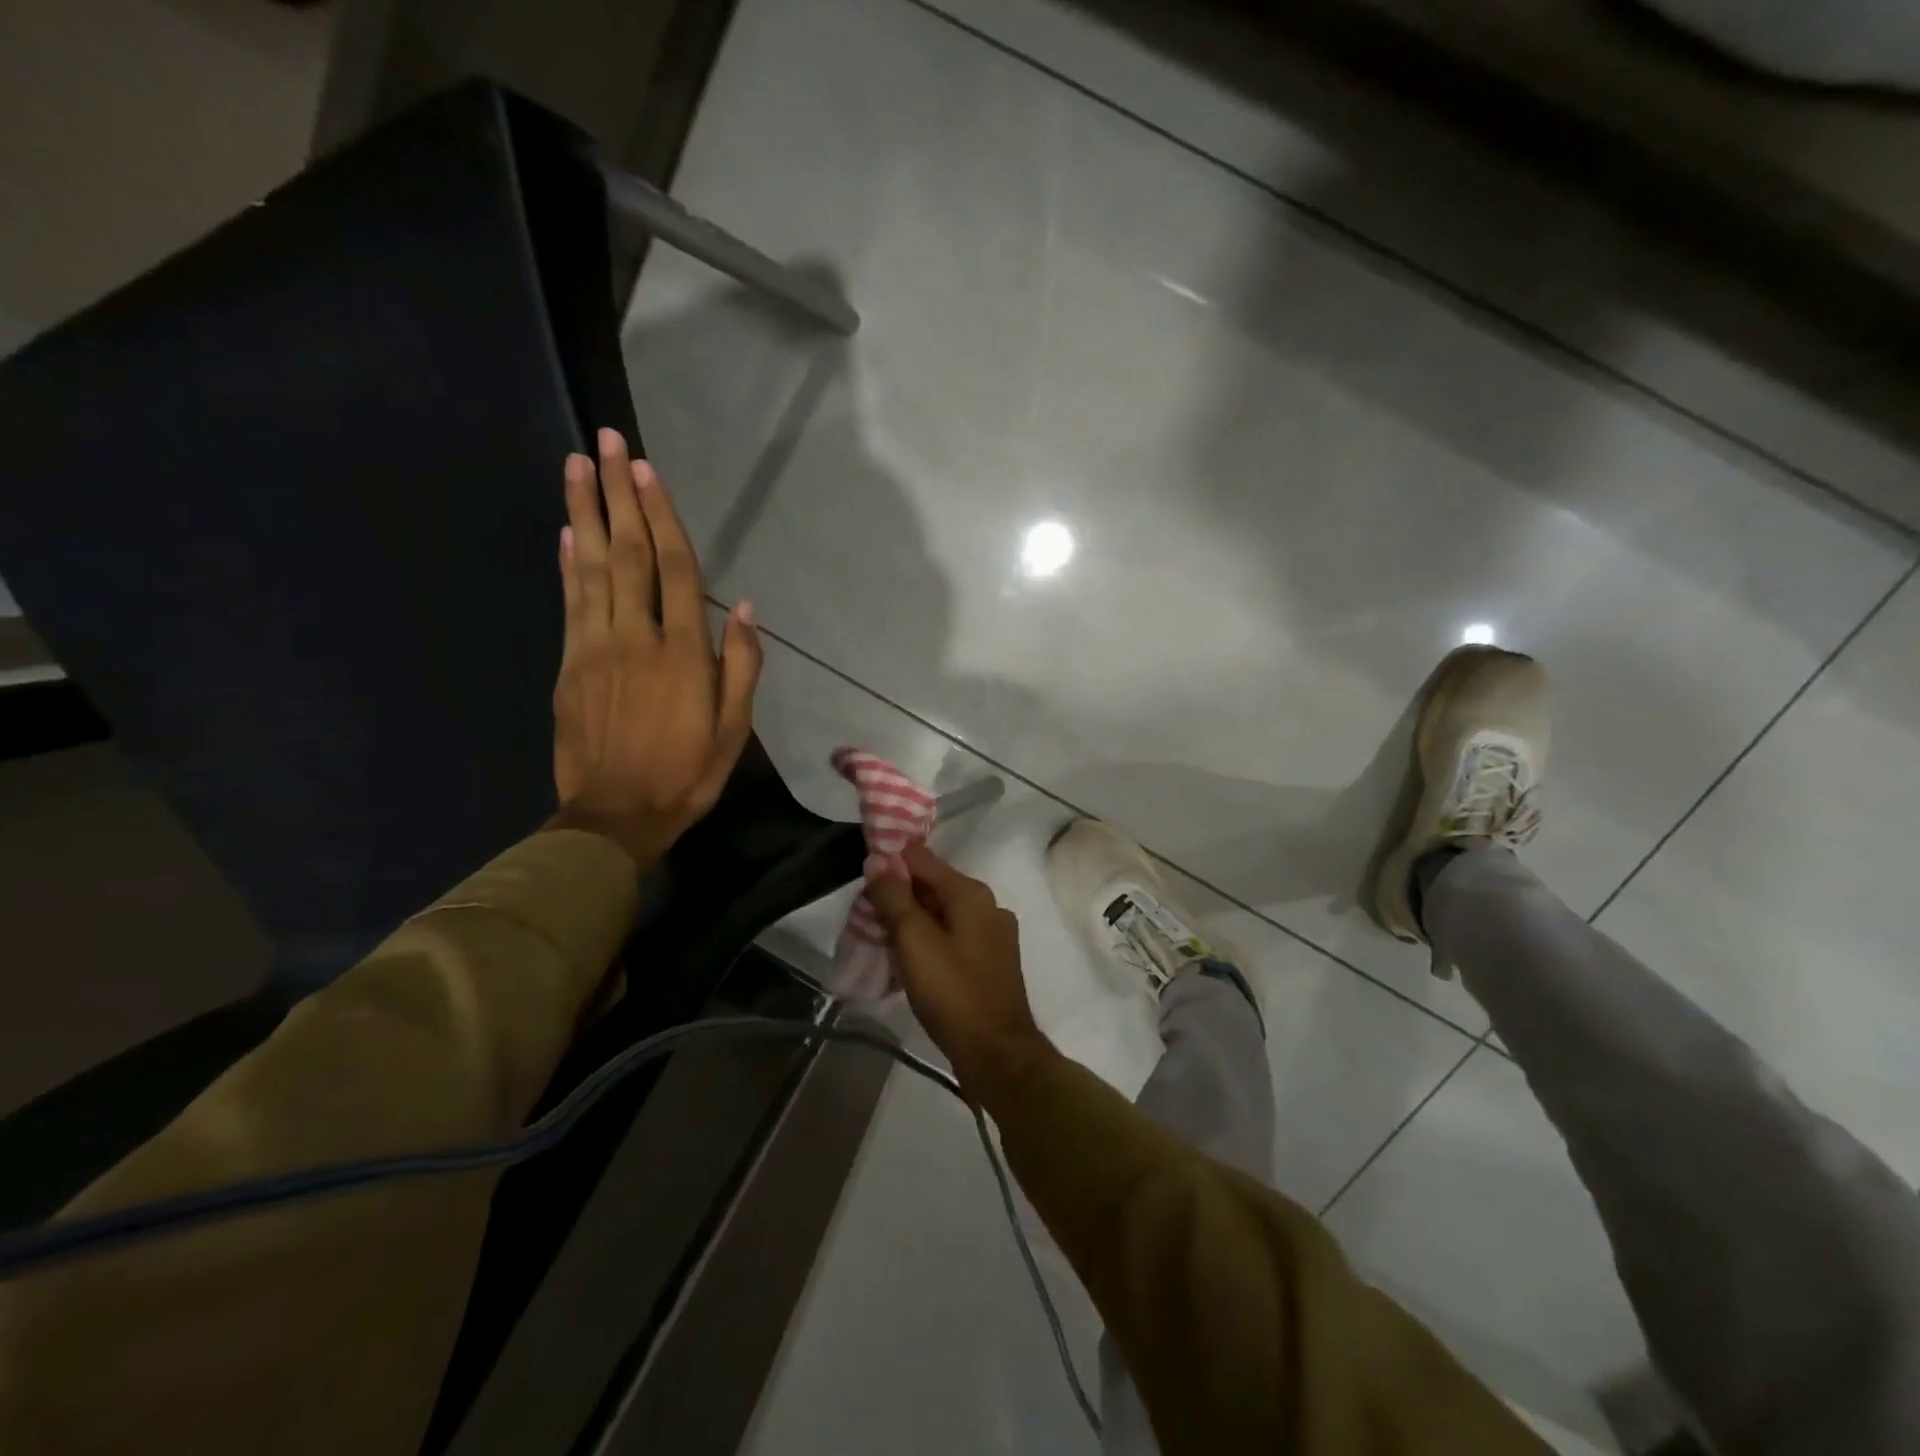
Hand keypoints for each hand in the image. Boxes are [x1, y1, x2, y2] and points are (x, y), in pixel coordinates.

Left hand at [548, 428, 761, 869]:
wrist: (614, 817)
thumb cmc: (686, 775)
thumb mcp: (732, 730)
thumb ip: (740, 667)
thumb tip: (744, 609)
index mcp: (682, 654)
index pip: (674, 570)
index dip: (663, 517)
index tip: (649, 471)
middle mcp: (636, 637)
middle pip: (628, 554)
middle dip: (619, 495)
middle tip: (608, 442)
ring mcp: (596, 649)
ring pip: (591, 568)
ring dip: (584, 512)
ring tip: (577, 465)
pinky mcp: (570, 665)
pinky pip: (569, 603)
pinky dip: (568, 563)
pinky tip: (568, 531)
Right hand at [867, 843, 1051, 1098]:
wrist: (996, 1053)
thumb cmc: (953, 992)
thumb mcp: (915, 941)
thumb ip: (895, 898)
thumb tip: (878, 862)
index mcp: (971, 893)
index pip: (922, 859)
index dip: (890, 864)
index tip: (862, 880)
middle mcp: (987, 906)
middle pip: (932, 886)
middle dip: (898, 895)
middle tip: (864, 914)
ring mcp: (992, 935)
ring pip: (940, 914)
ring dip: (910, 921)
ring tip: (879, 938)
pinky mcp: (989, 961)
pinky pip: (951, 937)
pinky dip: (927, 941)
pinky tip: (906, 960)